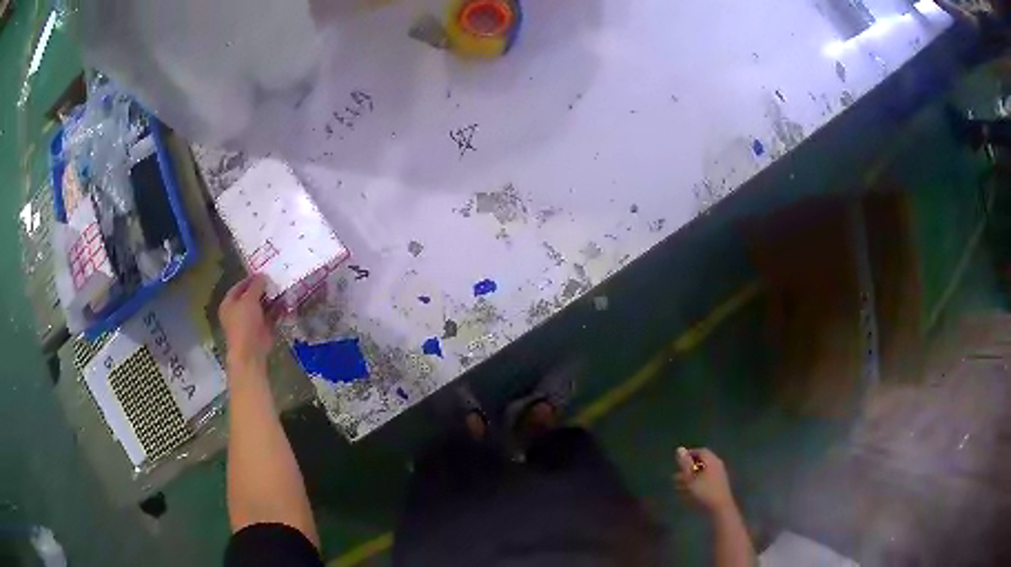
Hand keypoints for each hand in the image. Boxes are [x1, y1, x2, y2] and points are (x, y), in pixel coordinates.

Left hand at [219, 274, 274, 370]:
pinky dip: (278, 310)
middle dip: (263, 288)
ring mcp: (251, 321)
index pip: (239, 286)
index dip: (250, 278)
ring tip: (283, 287)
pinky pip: (271, 316)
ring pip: (262, 306)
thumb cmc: (244, 323)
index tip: (263, 271)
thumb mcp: (249, 299)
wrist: (251, 351)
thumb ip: (256, 286)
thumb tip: (263, 275)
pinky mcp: (263, 329)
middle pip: (251, 296)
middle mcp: (239, 311)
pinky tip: (286, 301)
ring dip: (272, 298)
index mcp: (229, 303)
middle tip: (275, 278)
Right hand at [675, 447, 736, 514]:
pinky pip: (706, 481)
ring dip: (690, 477)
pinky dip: (696, 483)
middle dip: (688, 468)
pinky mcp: (718, 486)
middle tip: (676, 476)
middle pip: (702, 462)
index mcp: (712, 461)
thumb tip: (680, 449)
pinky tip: (687, 492)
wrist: (720, 509)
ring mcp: (719, 476)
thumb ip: (685, 464)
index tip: (678, 461)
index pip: (701, 451)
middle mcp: (717, 466)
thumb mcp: (691, 478)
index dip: (689, 454)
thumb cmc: (704, 492)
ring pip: (703, 473)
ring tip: (677, 486)